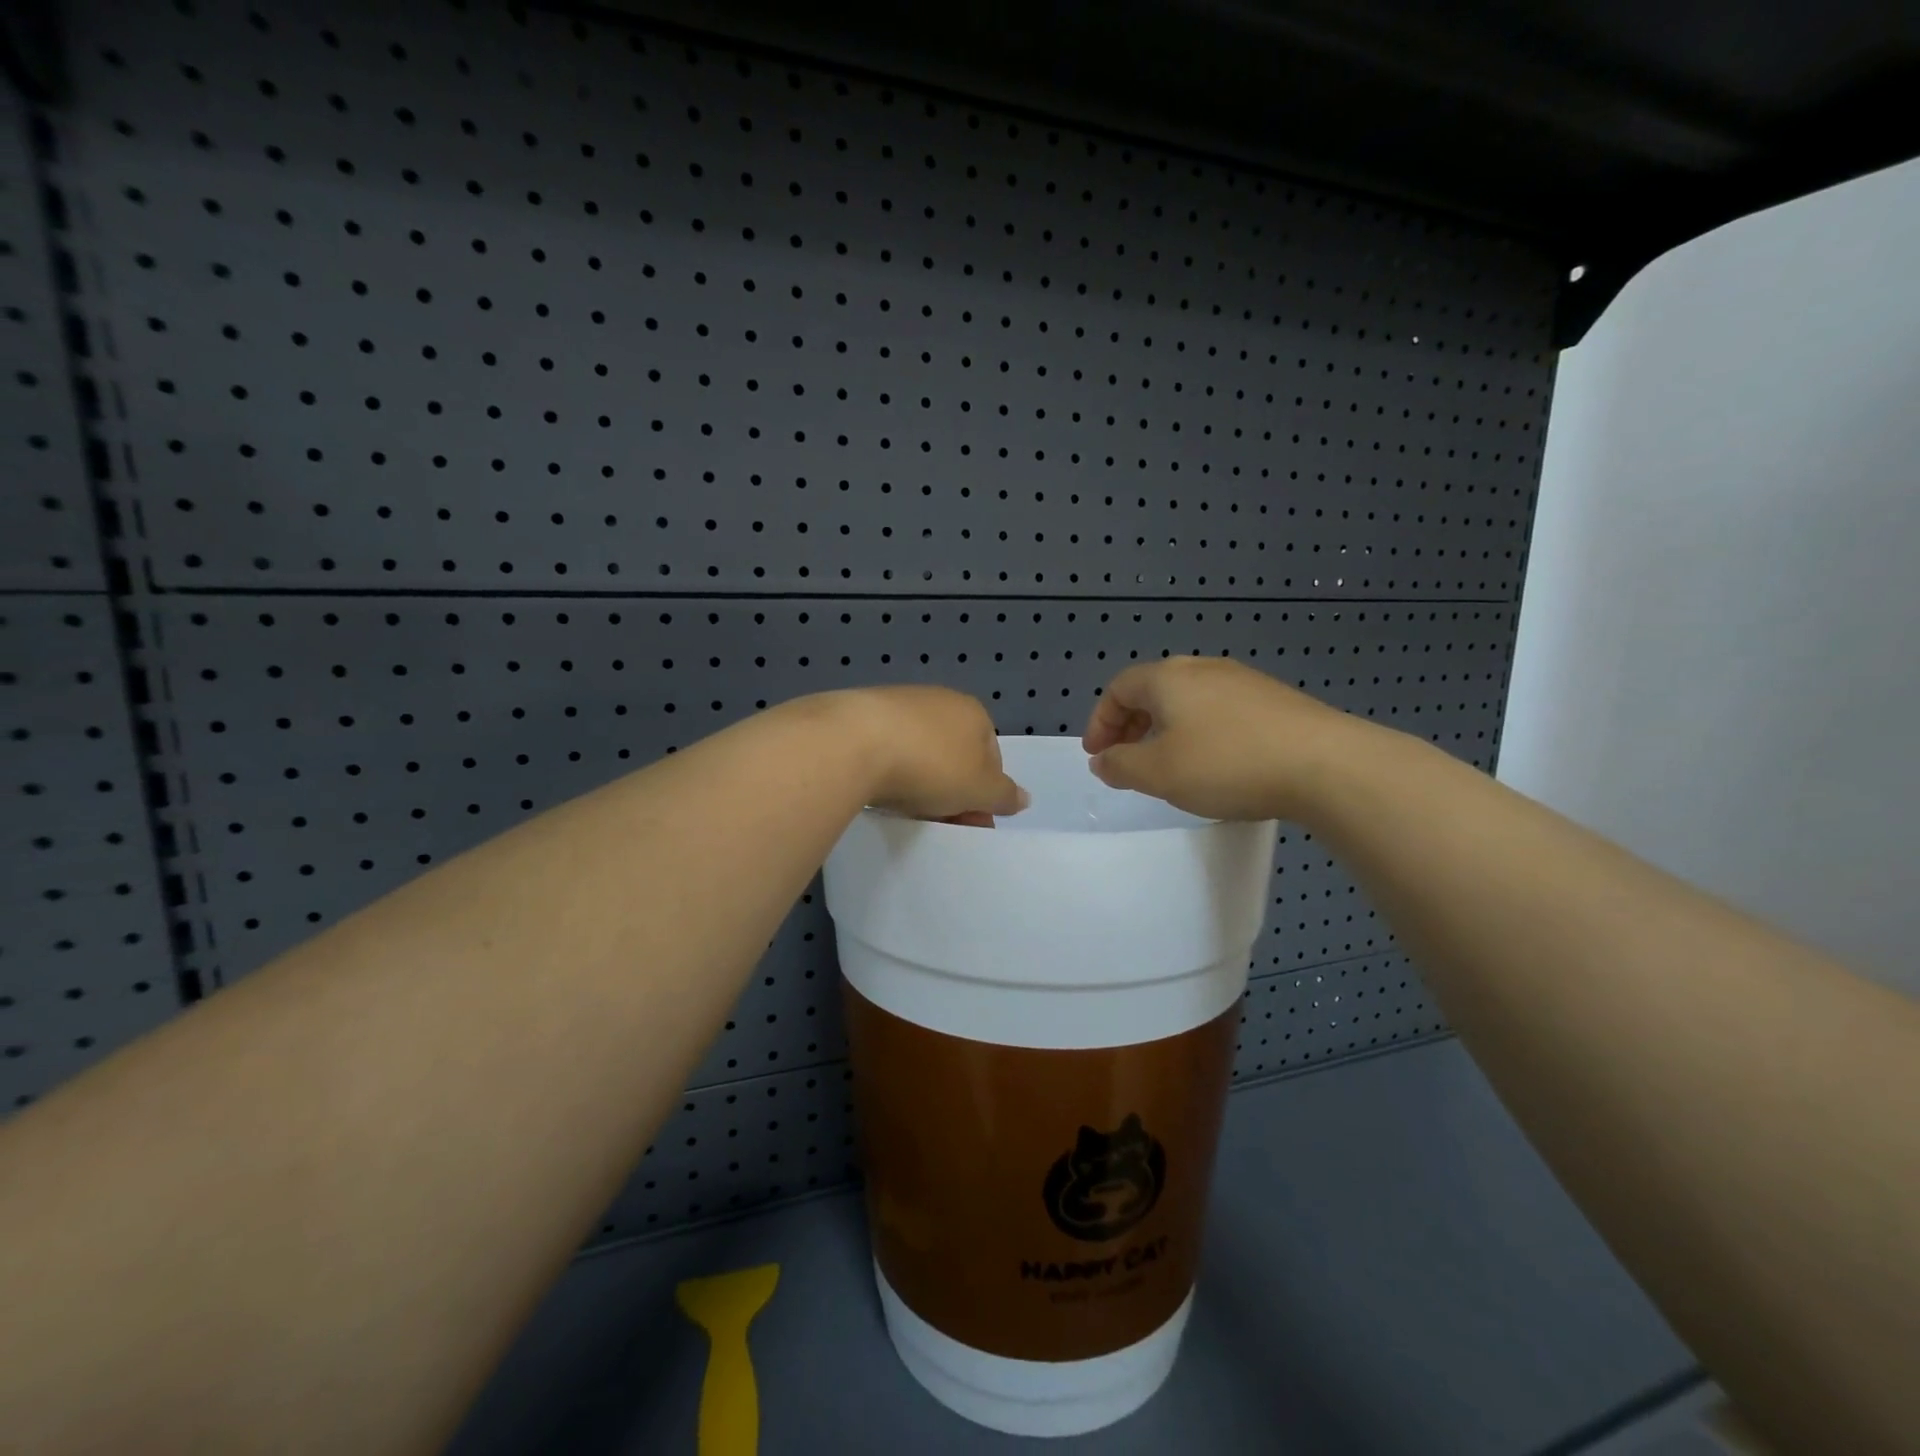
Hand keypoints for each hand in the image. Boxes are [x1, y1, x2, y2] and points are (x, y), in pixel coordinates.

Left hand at [828, 687, 1027, 821]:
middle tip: (942, 824)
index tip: (972, 822)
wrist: (853, 743)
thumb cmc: (931, 765)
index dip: (985, 793)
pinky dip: (888, 771)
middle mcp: (939, 700)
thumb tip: (1024, 798)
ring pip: (920, 752)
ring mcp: (898, 704)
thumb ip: (1003, 795)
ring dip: (920, 782)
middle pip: (955, 755)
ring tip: (908, 813)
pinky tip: (880, 792)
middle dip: (952, 790)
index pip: (991, 757)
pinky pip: (887, 750)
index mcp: (974, 712)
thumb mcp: (979, 789)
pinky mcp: (862, 715)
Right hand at [1082, 658, 1354, 820]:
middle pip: (1153, 690)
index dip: (1100, 721)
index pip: (1119, 688)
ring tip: (1168, 763)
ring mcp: (1243, 681)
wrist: (1325, 764)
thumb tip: (1102, 760)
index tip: (1097, 755)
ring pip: (1188, 700)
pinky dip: (1200, 731)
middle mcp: (1202, 668)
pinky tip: (1214, 761)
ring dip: (1166, 728)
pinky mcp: (1273, 700)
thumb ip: (1120, 765)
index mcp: (1168, 678)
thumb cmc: (1227, 764)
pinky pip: (1219, 710)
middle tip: (1126, 759)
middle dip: (1131, 725)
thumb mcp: (1159, 773)